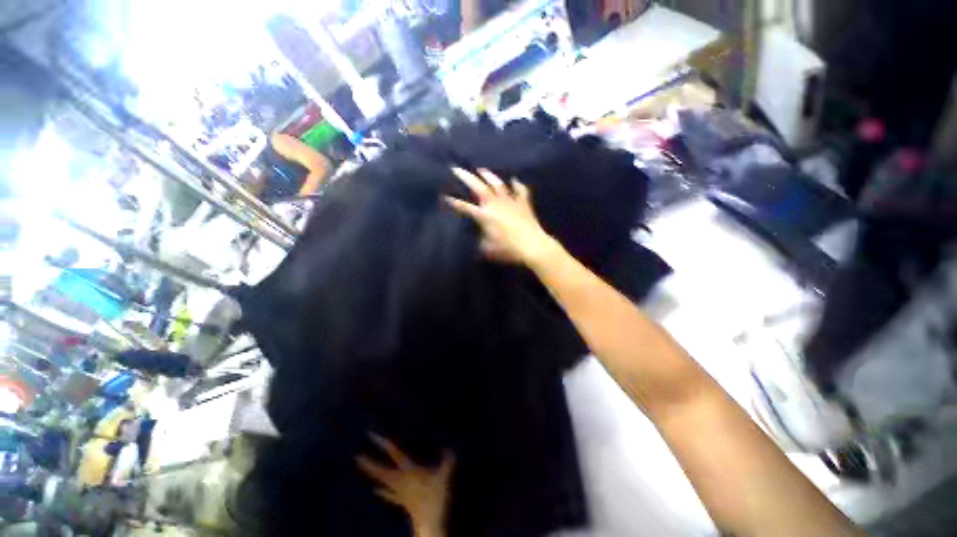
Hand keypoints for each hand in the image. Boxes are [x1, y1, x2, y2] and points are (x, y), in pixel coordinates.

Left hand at [356, 434, 454, 536]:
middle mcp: (400, 481)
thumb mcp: (444, 478)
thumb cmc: (435, 500)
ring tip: (363, 468)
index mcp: (409, 471)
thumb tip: (451, 448)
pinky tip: (376, 490)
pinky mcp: (402, 501)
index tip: (372, 436)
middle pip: (381, 471)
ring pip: (382, 481)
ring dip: (373, 474)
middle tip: (356, 456)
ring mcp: (399, 492)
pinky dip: (382, 491)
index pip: (395, 454)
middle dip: (369, 463)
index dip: (384, 445)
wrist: (429, 525)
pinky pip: (388, 494)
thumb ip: (447, 462)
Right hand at [446, 168, 555, 264]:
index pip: (465, 207)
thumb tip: (480, 238)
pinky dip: (517, 185)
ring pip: (498, 185)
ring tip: (482, 170)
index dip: (454, 202)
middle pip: (479, 187)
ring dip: (489, 176)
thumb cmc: (509, 249)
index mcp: (485, 216)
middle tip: (456, 169)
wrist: (532, 245)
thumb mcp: (489, 249)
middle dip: (466, 177)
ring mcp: (510, 201)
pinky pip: (520, 191)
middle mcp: (496, 204)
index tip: (445, 196)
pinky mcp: (523, 203)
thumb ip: (482, 241)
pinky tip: (515, 180)